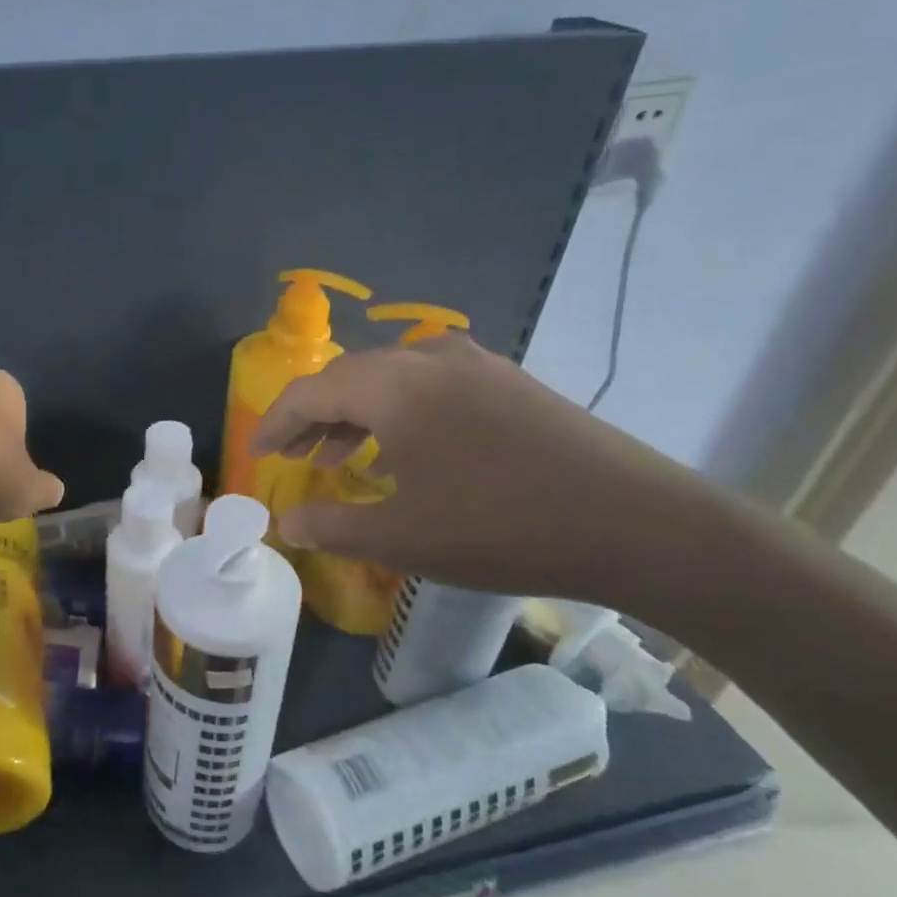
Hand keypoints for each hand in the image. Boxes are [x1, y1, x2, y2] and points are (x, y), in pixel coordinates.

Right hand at [250, 335, 712, 601]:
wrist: (638, 524)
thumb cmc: (501, 527)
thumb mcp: (402, 537)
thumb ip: (331, 527)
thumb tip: (285, 524)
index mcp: (394, 386)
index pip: (311, 391)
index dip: (276, 422)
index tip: (258, 453)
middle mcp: (429, 360)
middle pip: (349, 376)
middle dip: (314, 415)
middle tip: (295, 456)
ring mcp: (476, 366)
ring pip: (392, 378)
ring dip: (357, 413)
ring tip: (340, 456)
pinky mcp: (510, 383)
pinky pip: (431, 385)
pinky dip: (400, 412)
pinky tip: (407, 451)